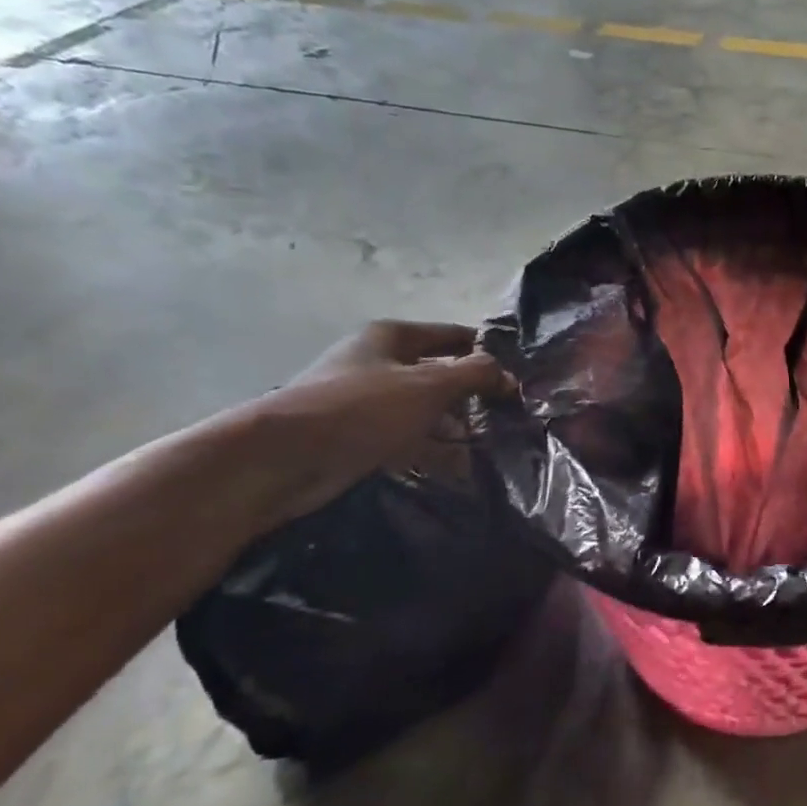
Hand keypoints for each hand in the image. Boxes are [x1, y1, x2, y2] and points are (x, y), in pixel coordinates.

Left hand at [244, 321, 513, 525]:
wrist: (286, 458)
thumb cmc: (362, 408)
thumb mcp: (428, 385)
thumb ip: (474, 374)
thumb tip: (508, 375)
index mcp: (392, 337)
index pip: (453, 336)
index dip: (487, 352)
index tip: (520, 376)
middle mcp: (379, 363)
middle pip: (440, 374)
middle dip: (474, 395)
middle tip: (512, 417)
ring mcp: (368, 401)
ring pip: (426, 410)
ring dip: (456, 427)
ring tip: (495, 446)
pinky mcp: (360, 437)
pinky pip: (408, 439)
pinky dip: (432, 450)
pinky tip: (460, 469)